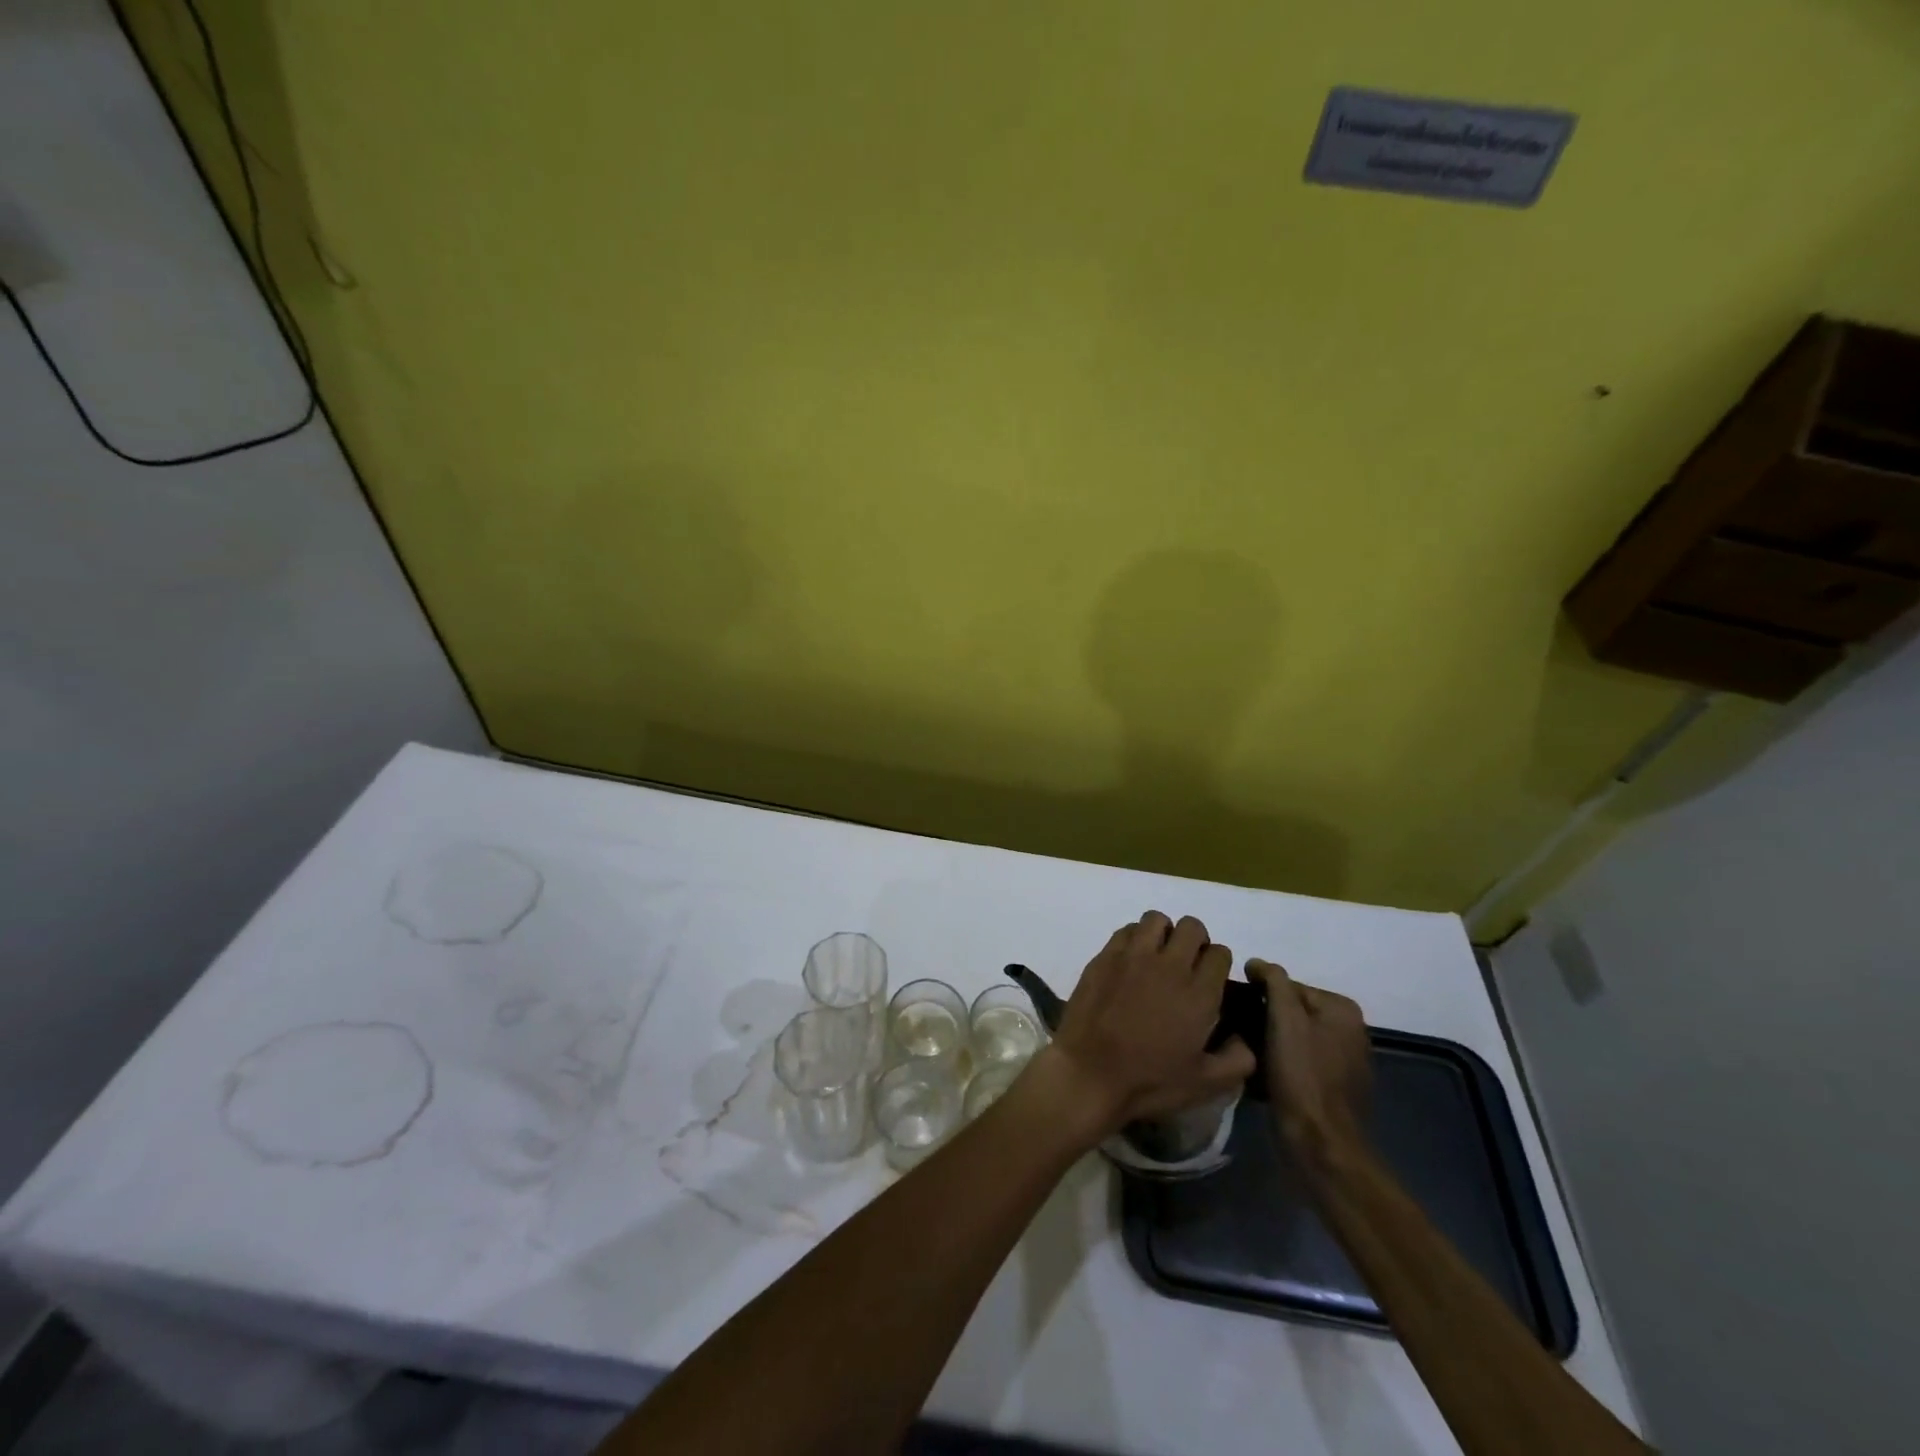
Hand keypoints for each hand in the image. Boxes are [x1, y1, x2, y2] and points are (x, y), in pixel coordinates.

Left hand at [1041, 912, 1255, 1141]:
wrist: (1090, 1073)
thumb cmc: (1149, 1081)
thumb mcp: (1205, 1084)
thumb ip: (1237, 1059)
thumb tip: (1245, 1039)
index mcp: (1199, 993)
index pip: (1220, 954)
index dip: (1218, 963)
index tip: (1209, 979)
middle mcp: (1169, 965)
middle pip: (1192, 927)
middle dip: (1196, 940)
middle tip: (1186, 963)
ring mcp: (1134, 956)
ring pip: (1157, 920)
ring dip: (1163, 933)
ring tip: (1157, 956)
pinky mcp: (1105, 956)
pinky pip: (1126, 930)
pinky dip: (1134, 938)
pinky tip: (1131, 961)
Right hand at [1247, 959, 1372, 1173]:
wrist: (1321, 1146)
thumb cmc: (1302, 1076)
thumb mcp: (1285, 1018)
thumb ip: (1274, 981)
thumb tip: (1257, 963)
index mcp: (1342, 1009)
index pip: (1288, 985)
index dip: (1258, 994)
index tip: (1234, 1007)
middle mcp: (1350, 1031)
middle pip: (1291, 1011)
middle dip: (1263, 1017)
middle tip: (1234, 1028)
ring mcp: (1344, 1061)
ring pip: (1292, 1037)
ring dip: (1268, 1040)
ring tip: (1243, 1050)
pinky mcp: (1333, 1088)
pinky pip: (1298, 1062)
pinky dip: (1279, 1063)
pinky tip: (1260, 1073)